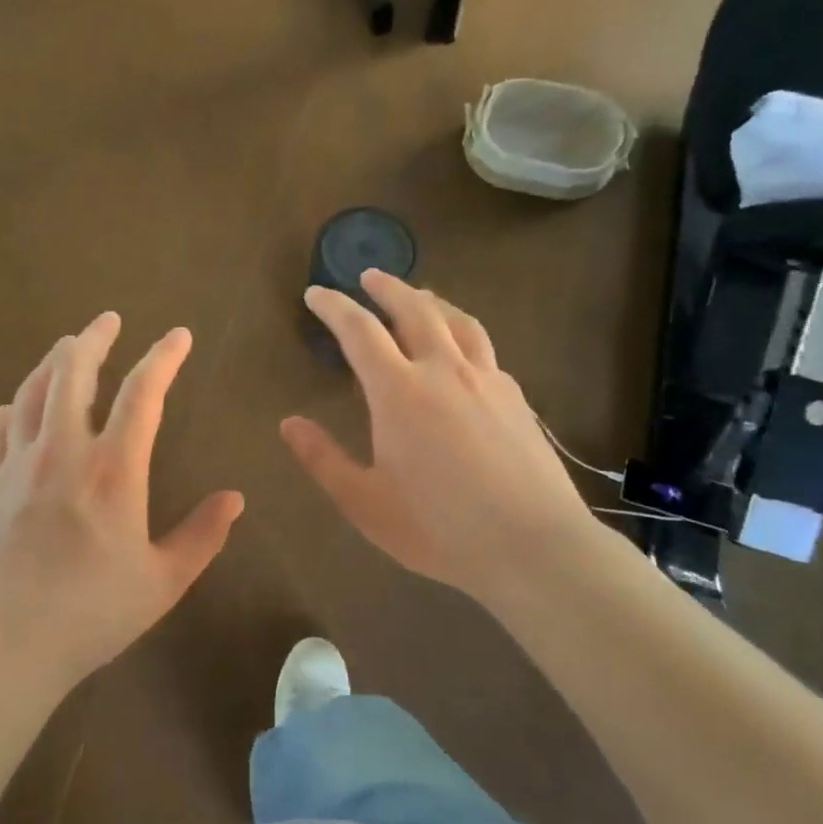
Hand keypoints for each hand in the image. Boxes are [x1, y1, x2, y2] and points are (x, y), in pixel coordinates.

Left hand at [0, 313, 244, 701]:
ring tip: (67, 347)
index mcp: (113, 470)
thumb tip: (235, 498)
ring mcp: (16, 465)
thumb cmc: (89, 617)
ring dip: (52, 362)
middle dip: (94, 338)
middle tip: (108, 320)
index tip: (179, 336)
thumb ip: (202, 536)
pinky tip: (14, 407)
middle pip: (73, 372)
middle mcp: (62, 451)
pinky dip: (12, 409)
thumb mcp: (162, 583)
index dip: (163, 357)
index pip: (143, 393)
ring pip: (31, 391)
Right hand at [281, 272, 603, 611]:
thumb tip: (289, 423)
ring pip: (458, 321)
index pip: (359, 331)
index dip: (334, 307)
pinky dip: (464, 336)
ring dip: (431, 301)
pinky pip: (485, 350)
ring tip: (419, 296)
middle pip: (414, 309)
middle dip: (387, 288)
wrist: (534, 547)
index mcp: (399, 391)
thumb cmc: (439, 528)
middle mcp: (443, 371)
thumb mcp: (365, 503)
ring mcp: (487, 380)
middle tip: (368, 277)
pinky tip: (463, 352)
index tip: (316, 294)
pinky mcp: (517, 398)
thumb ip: (323, 459)